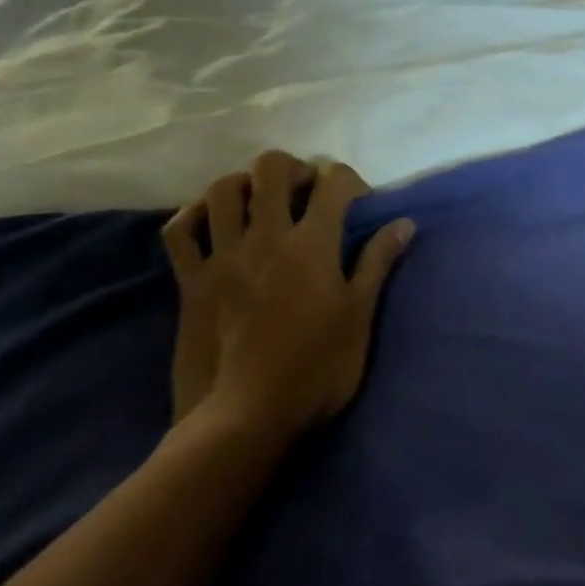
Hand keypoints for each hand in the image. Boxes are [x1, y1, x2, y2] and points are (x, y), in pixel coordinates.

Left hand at [163, 152, 413, 457]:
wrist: (246, 417)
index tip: (360, 201)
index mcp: (311, 244)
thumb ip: (378, 262)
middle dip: (295, 168)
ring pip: (222, 190)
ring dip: (245, 183)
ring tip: (261, 202)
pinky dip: (194, 216)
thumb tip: (405, 223)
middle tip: (308, 192)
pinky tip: (211, 221)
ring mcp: (222, 256)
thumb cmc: (317, 368)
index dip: (350, 180)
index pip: (333, 182)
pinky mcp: (191, 281)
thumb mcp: (359, 316)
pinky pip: (179, 231)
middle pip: (272, 168)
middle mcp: (265, 237)